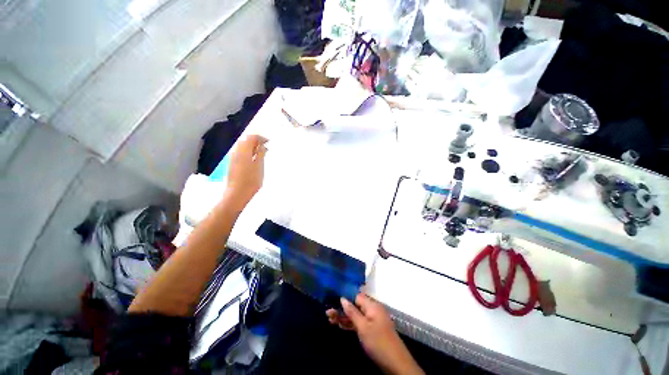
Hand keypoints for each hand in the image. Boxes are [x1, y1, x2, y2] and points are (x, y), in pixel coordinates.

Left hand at [225, 135, 267, 208]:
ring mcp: (233, 158)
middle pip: (245, 141)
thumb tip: (263, 145)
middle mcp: (236, 152)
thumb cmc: (251, 181)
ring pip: (242, 147)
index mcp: (244, 151)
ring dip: (251, 147)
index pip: (251, 138)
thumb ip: (261, 154)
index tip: (269, 142)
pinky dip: (248, 152)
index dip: (260, 138)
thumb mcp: (259, 166)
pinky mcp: (232, 164)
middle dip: (255, 141)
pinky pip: (240, 153)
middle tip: (266, 147)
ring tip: (261, 153)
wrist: (237, 194)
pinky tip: (253, 159)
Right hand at [328, 293, 423, 374]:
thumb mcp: (363, 327)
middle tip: (327, 313)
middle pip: (354, 306)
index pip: (356, 296)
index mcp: (372, 305)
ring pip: (355, 315)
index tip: (332, 298)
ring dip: (343, 317)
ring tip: (329, 319)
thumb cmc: (378, 342)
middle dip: (341, 309)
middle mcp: (372, 310)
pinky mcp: (372, 330)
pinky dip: (350, 324)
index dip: (344, 297)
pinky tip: (339, 325)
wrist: (395, 363)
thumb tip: (342, 298)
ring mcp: (372, 320)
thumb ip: (352, 312)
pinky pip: (359, 323)